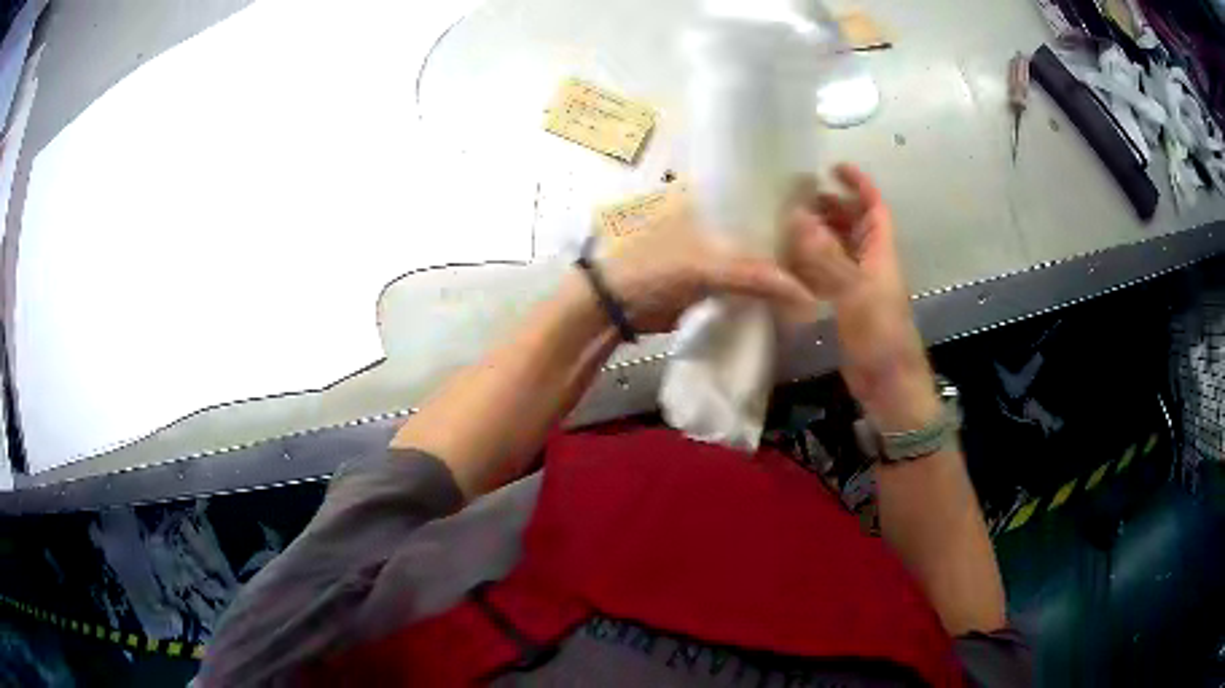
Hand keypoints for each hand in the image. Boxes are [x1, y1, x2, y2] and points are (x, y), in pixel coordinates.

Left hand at [597, 205, 816, 334]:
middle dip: (787, 236)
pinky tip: (788, 290)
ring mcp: (708, 244)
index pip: (757, 188)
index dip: (788, 199)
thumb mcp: (704, 266)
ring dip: (776, 262)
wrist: (610, 306)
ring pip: (752, 249)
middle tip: (826, 249)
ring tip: (817, 269)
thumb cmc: (649, 267)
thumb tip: (808, 298)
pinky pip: (742, 276)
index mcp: (705, 193)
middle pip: (758, 221)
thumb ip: (756, 277)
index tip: (823, 212)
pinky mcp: (706, 274)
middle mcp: (710, 212)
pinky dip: (761, 283)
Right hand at [786, 164, 939, 430]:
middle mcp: (871, 263)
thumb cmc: (880, 337)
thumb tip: (798, 217)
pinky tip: (788, 263)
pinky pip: (828, 276)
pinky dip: (810, 265)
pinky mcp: (846, 307)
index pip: (874, 207)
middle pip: (854, 224)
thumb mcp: (856, 293)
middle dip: (831, 206)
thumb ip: (827, 256)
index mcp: (881, 252)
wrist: (889, 387)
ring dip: (818, 234)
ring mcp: (859, 287)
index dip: (859, 183)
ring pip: (839, 248)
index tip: (832, 167)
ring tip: (784, 224)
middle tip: (796, 197)